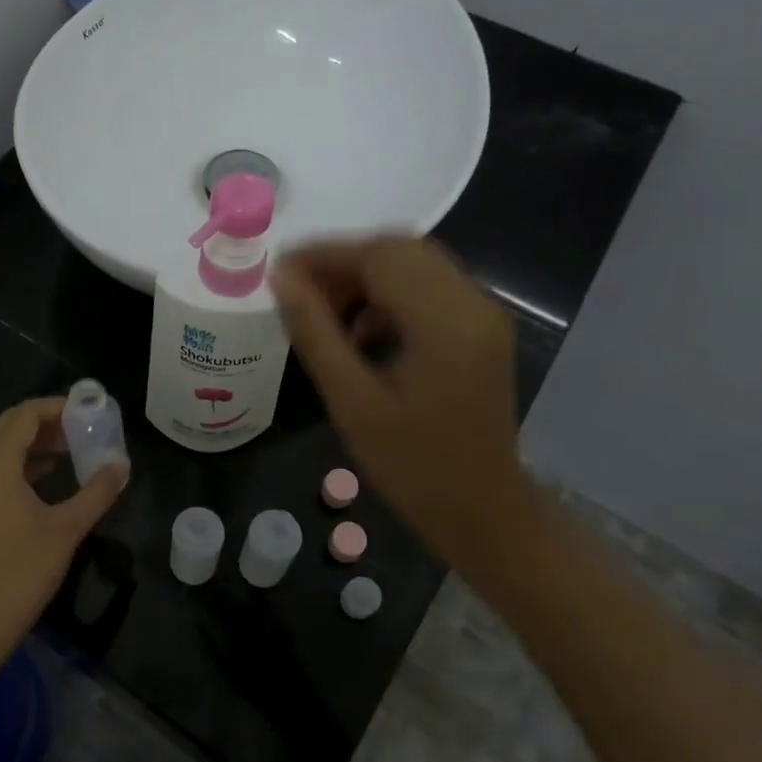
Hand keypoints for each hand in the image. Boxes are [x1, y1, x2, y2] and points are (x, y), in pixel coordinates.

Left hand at [0, 397, 127, 674]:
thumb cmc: (22, 571)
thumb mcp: (67, 528)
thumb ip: (97, 492)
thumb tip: (122, 465)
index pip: (25, 415)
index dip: (58, 407)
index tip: (90, 411)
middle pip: (11, 426)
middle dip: (48, 422)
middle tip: (84, 427)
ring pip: (3, 447)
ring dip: (37, 442)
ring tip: (75, 448)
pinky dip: (25, 462)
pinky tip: (52, 474)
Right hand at [271, 237, 540, 582]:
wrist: (482, 512)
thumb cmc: (412, 466)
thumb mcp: (352, 402)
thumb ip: (315, 333)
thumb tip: (281, 279)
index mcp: (446, 322)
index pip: (381, 256)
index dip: (324, 255)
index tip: (279, 271)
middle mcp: (473, 304)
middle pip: (401, 250)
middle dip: (343, 263)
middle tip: (298, 292)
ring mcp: (483, 315)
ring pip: (414, 266)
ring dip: (365, 278)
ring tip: (324, 314)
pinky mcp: (480, 329)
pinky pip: (428, 289)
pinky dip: (388, 296)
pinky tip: (362, 333)